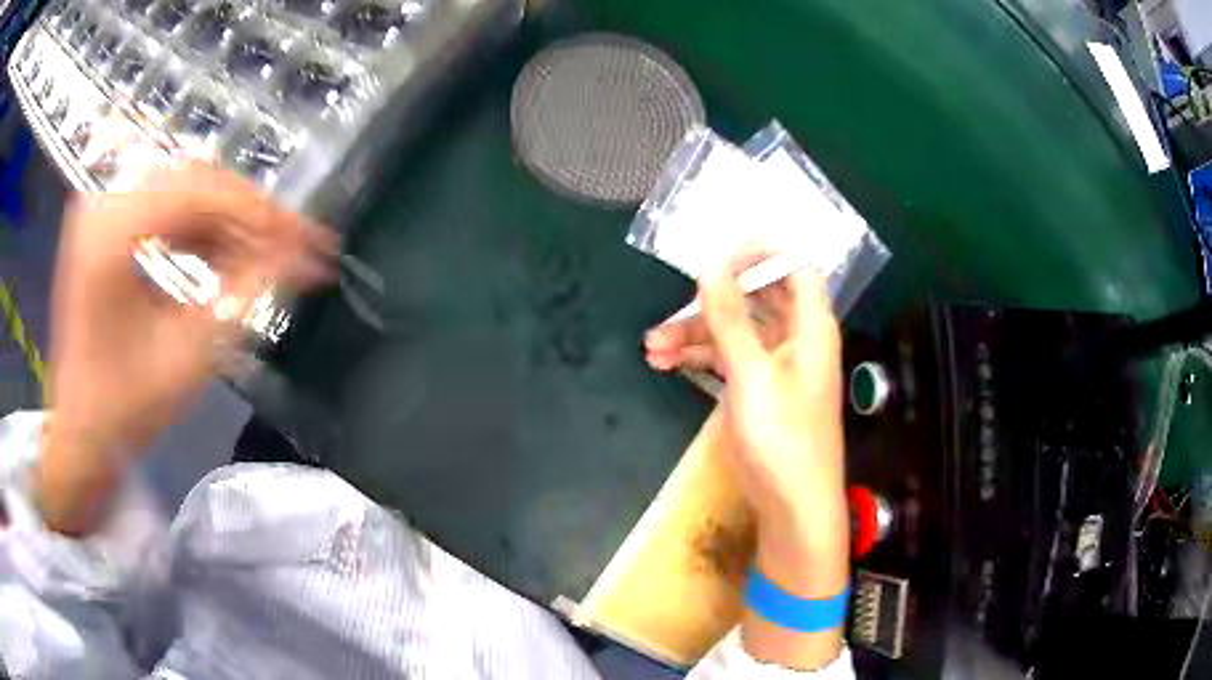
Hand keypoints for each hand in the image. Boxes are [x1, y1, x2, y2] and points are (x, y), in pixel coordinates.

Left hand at [38, 163, 334, 534]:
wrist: (80, 432)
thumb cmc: (125, 409)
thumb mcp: (188, 356)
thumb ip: (243, 295)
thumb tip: (302, 257)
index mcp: (112, 230)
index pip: (203, 191)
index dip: (260, 213)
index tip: (308, 238)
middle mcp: (106, 202)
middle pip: (196, 179)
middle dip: (249, 212)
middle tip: (294, 243)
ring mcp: (105, 210)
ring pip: (186, 190)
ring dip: (230, 221)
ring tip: (267, 253)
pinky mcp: (109, 225)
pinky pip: (167, 208)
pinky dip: (202, 230)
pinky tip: (226, 256)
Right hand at [645, 252, 848, 668]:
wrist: (793, 506)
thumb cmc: (783, 437)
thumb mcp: (752, 373)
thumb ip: (730, 318)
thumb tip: (711, 266)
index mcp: (810, 326)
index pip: (795, 266)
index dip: (762, 251)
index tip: (719, 251)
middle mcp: (796, 339)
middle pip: (756, 298)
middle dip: (713, 297)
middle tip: (674, 297)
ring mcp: (774, 366)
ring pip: (734, 331)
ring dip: (695, 333)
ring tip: (651, 347)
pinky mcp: (757, 391)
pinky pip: (727, 359)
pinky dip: (699, 358)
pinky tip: (665, 363)